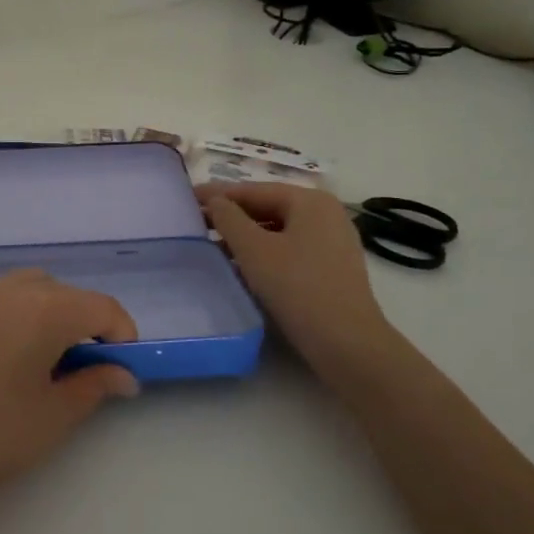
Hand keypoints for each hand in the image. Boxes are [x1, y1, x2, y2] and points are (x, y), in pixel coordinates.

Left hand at [0, 270, 138, 509]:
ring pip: (25, 288)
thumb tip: (123, 374)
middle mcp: (8, 289)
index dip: (121, 334)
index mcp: (44, 309)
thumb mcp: (54, 416)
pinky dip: (10, 315)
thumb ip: (95, 385)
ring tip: (39, 359)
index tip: (121, 369)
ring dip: (45, 313)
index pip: (101, 306)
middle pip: (63, 292)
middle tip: (80, 368)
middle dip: (82, 322)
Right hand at [196, 182, 392, 365]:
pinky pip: (290, 249)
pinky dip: (264, 252)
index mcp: (310, 201)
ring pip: (278, 230)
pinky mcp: (332, 267)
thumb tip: (213, 200)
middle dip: (232, 216)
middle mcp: (326, 214)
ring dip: (245, 236)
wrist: (346, 343)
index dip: (218, 194)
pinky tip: (242, 266)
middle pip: (268, 207)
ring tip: (213, 246)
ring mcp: (332, 241)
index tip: (187, 199)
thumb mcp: (253, 249)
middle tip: (196, 223)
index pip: (254, 190)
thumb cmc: (297, 287)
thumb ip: (228, 218)